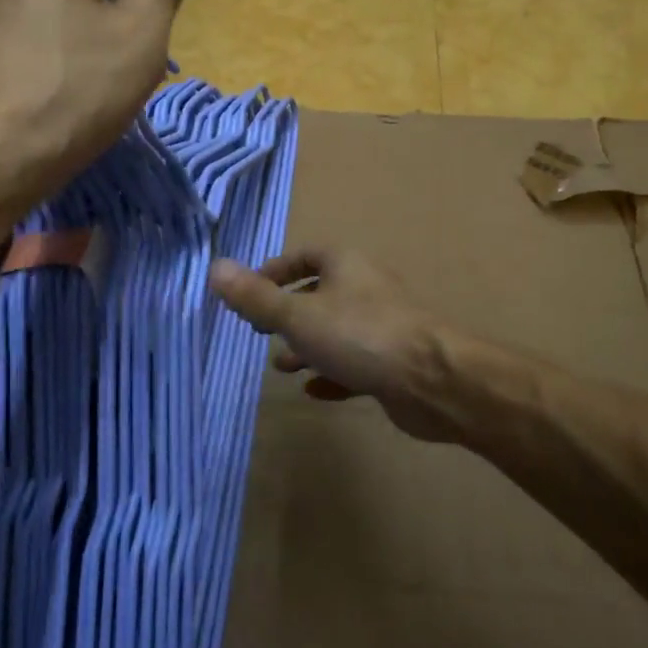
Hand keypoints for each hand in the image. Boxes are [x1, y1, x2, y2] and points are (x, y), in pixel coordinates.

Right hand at [209, 248, 465, 442]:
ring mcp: (383, 326)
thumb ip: (256, 297)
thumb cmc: (360, 336)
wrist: (433, 380)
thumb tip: (215, 268)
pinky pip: (356, 364)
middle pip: (320, 293)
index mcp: (345, 265)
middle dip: (288, 313)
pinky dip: (333, 374)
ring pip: (337, 330)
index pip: (305, 255)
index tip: (251, 294)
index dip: (276, 271)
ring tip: (282, 366)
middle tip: (261, 333)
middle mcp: (365, 288)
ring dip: (308, 346)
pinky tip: (315, 392)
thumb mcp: (297, 316)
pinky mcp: (394, 362)